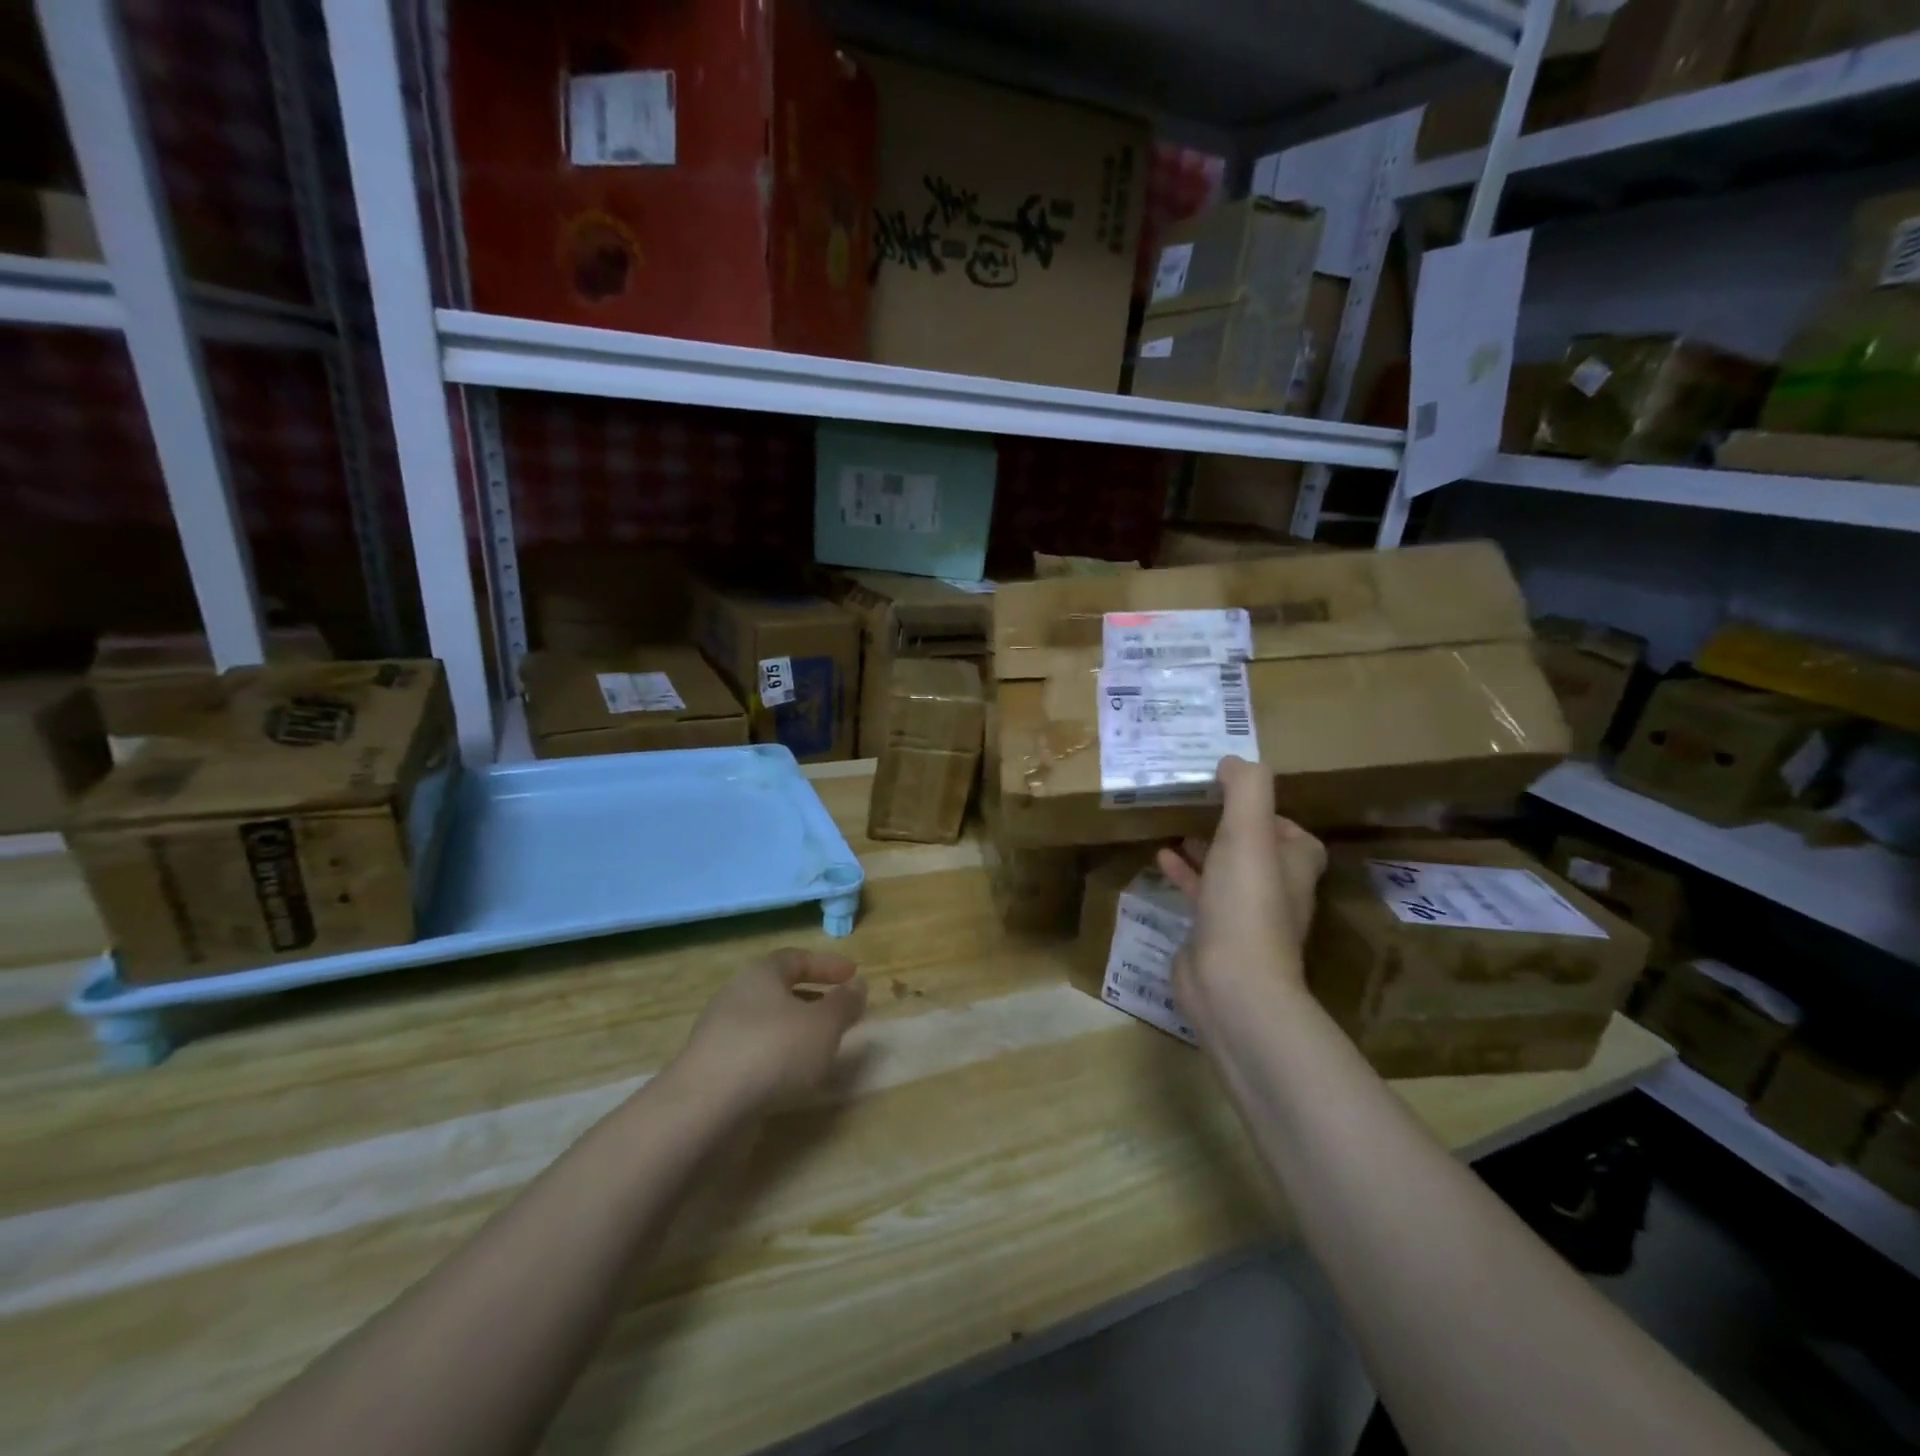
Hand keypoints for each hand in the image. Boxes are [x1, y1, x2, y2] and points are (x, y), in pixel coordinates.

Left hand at [674, 950, 867, 1114]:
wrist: (706, 1109)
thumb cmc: (773, 1050)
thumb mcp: (824, 1024)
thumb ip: (844, 1004)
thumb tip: (857, 985)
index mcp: (760, 975)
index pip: (796, 958)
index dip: (826, 964)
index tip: (853, 975)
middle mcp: (736, 997)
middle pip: (779, 990)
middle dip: (812, 999)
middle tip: (839, 1012)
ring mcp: (719, 1035)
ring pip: (766, 1024)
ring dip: (795, 1031)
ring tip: (821, 1048)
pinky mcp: (712, 1071)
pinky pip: (753, 1053)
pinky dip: (777, 1058)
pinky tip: (792, 1077)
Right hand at [1156, 756, 1326, 1036]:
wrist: (1231, 983)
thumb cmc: (1246, 903)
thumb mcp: (1248, 833)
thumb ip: (1246, 789)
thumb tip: (1234, 760)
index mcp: (1295, 864)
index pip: (1290, 829)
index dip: (1266, 810)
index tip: (1232, 791)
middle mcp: (1278, 889)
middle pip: (1256, 849)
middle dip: (1229, 827)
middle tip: (1196, 803)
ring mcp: (1246, 915)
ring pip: (1226, 871)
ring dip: (1205, 849)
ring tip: (1174, 826)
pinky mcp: (1216, 933)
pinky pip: (1201, 894)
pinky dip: (1185, 874)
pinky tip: (1160, 860)